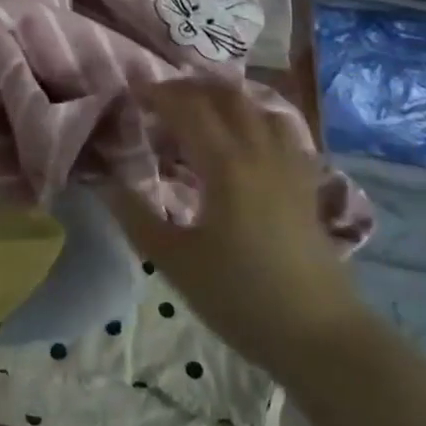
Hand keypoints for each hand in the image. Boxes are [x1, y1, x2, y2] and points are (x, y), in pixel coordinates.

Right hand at [110, 79, 366, 380]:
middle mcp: (260, 153)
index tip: (131, 94)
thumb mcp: (174, 261)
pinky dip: (253, 118)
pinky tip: (242, 139)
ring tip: (197, 111)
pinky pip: (280, 131)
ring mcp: (289, 166)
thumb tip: (104, 182)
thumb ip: (135, 216)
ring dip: (223, 99)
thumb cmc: (240, 297)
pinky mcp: (306, 184)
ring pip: (257, 107)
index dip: (157, 94)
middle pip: (225, 97)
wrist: (320, 337)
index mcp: (226, 165)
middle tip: (158, 99)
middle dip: (188, 88)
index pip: (188, 108)